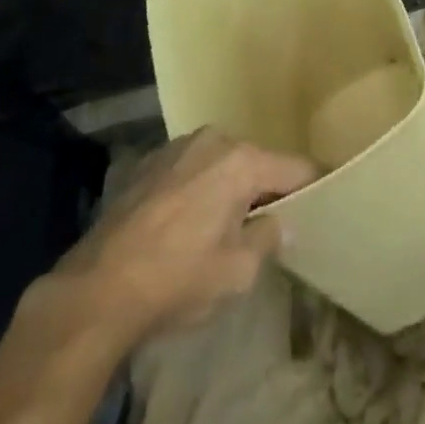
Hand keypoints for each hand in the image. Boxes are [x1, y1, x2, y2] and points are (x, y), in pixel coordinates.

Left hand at [33, 127, 318, 352]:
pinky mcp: (150, 160)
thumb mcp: (237, 272)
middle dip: (263, 190)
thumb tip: (281, 223)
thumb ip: (269, 240)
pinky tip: (184, 222)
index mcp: (242, 160)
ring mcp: (179, 145)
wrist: (99, 285)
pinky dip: (197, 188)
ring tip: (222, 224)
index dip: (312, 186)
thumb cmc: (178, 277)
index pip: (295, 168)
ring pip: (221, 163)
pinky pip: (191, 168)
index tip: (326, 197)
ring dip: (228, 187)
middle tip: (267, 224)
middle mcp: (214, 138)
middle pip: (255, 162)